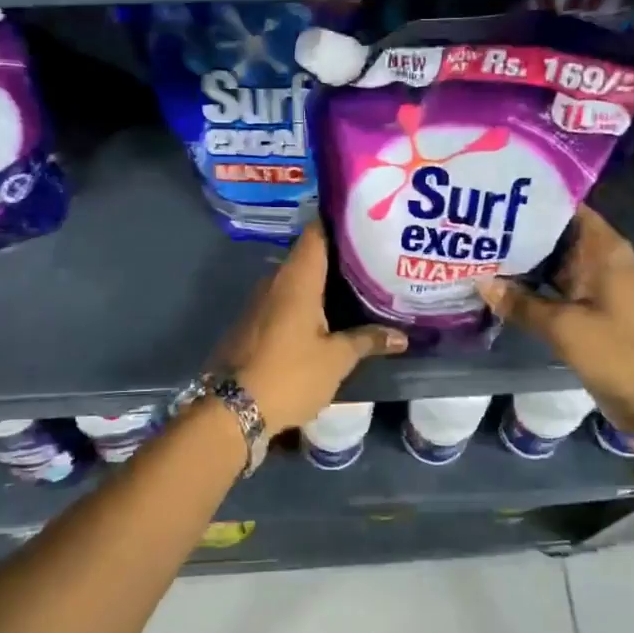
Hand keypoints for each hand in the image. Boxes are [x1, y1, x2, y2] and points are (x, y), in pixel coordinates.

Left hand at [213, 223, 407, 433]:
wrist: (232, 409)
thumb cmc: (289, 374)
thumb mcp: (336, 360)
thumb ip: (368, 340)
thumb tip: (401, 336)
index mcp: (296, 278)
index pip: (317, 233)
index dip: (340, 223)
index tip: (366, 222)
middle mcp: (274, 281)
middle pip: (308, 256)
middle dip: (339, 258)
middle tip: (373, 260)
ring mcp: (259, 302)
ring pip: (296, 281)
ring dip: (322, 283)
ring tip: (358, 288)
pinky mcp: (253, 323)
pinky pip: (284, 301)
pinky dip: (306, 303)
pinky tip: (328, 317)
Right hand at [476, 206, 633, 456]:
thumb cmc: (620, 352)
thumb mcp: (565, 326)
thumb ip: (521, 303)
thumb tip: (479, 282)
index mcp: (603, 248)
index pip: (564, 206)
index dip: (530, 198)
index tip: (492, 192)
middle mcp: (597, 259)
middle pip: (552, 233)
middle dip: (515, 229)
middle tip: (471, 222)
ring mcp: (591, 285)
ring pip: (548, 262)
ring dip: (518, 260)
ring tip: (473, 247)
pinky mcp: (584, 310)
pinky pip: (550, 288)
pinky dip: (526, 286)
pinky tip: (492, 284)